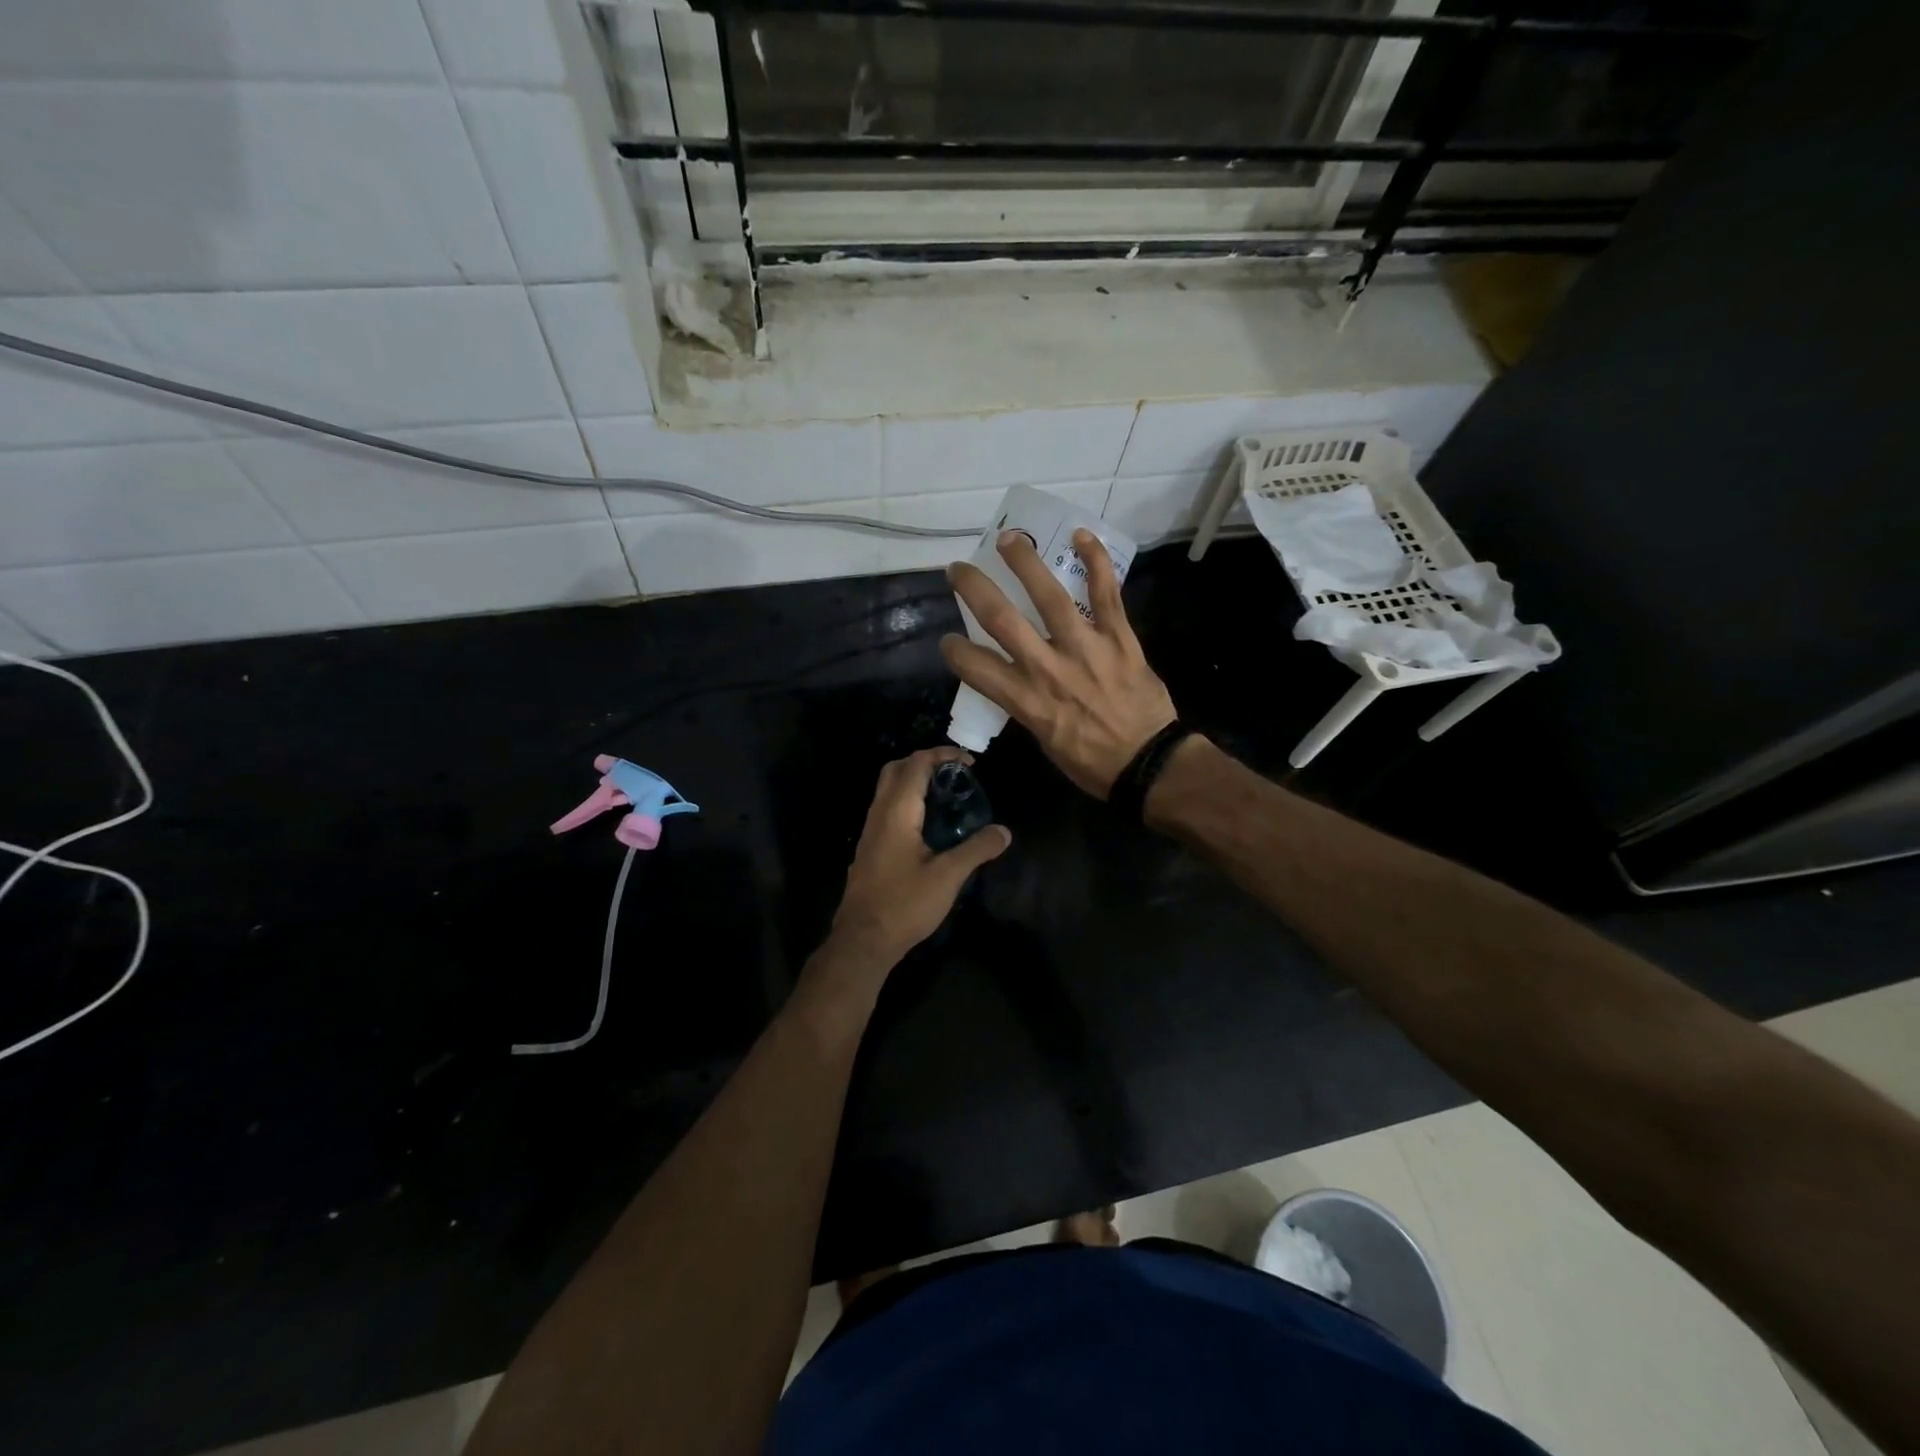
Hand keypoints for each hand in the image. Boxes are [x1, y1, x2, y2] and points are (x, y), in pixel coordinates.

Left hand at [826, 747, 1011, 969]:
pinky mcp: (869, 848)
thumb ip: (977, 850)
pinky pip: (886, 809)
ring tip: (946, 796)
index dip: (942, 755)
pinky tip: (928, 826)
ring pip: (888, 790)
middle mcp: (878, 813)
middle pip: (895, 769)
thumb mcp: (948, 877)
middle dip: (924, 762)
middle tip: (954, 774)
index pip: (916, 765)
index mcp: (897, 812)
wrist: (863, 940)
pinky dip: (907, 802)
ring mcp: (870, 831)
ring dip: (914, 782)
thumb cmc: (905, 904)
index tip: (969, 761)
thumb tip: (1004, 831)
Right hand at [941, 530, 1176, 797]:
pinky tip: (1082, 534)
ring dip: (1024, 562)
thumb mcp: (1043, 740)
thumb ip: (1026, 704)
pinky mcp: (1119, 638)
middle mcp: (1048, 669)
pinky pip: (1105, 593)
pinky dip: (1095, 561)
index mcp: (1027, 700)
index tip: (949, 640)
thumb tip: (1016, 680)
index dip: (954, 650)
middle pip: (1001, 620)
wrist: (1148, 764)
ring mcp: (1085, 648)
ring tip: (1008, 538)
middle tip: (958, 569)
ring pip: (1050, 596)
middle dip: (973, 589)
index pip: (975, 667)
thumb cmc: (1091, 762)